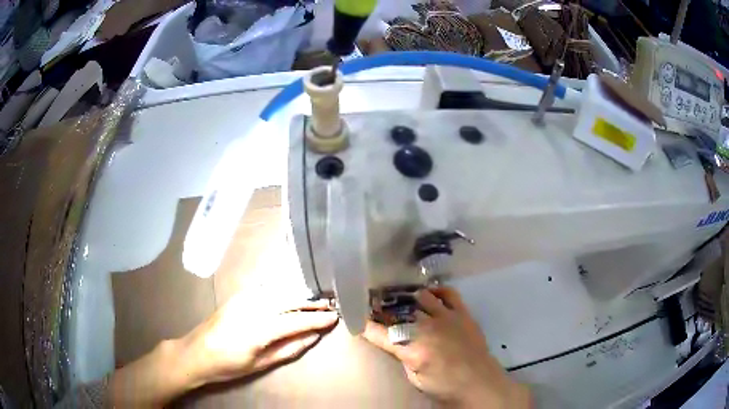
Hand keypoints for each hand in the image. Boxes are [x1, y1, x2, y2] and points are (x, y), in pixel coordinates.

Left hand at [109, 294, 337, 406]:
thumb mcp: (260, 364)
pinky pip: (267, 289)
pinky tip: (292, 294)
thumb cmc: (228, 365)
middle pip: (288, 301)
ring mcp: (243, 298)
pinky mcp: (238, 295)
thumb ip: (288, 349)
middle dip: (311, 303)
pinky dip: (283, 291)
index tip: (335, 317)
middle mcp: (251, 308)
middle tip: (331, 305)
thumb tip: (312, 337)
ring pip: (279, 291)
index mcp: (257, 329)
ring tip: (317, 301)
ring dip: (300, 295)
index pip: (295, 321)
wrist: (195, 352)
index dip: (316, 319)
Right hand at [363, 287, 529, 408]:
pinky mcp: (462, 313)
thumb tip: (396, 343)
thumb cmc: (445, 386)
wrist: (479, 382)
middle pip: (400, 312)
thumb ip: (403, 357)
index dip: (367, 326)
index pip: (382, 334)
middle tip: (377, 307)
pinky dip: (437, 291)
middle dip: (385, 308)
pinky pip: (448, 293)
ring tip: (402, 299)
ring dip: (409, 297)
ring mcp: (447, 318)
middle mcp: (428, 329)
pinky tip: (430, 294)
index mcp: (414, 350)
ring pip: (421, 297)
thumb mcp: (415, 378)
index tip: (358, 320)